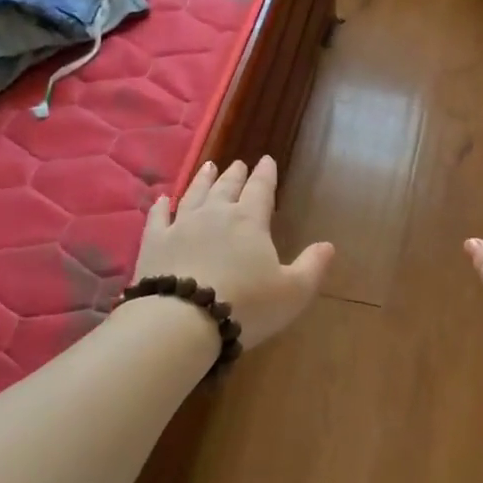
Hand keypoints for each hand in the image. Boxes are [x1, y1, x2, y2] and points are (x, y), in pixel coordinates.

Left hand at [134, 156, 333, 348]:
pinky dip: (161, 206)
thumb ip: (312, 266)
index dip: (266, 174)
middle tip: (238, 164)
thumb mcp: (293, 291)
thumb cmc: (246, 305)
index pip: (261, 189)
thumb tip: (328, 245)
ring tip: (208, 167)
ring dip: (202, 180)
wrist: (182, 321)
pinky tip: (162, 200)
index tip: (267, 160)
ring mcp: (181, 226)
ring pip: (194, 194)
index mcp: (250, 221)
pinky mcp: (154, 243)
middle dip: (235, 175)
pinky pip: (158, 218)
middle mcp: (215, 214)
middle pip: (226, 187)